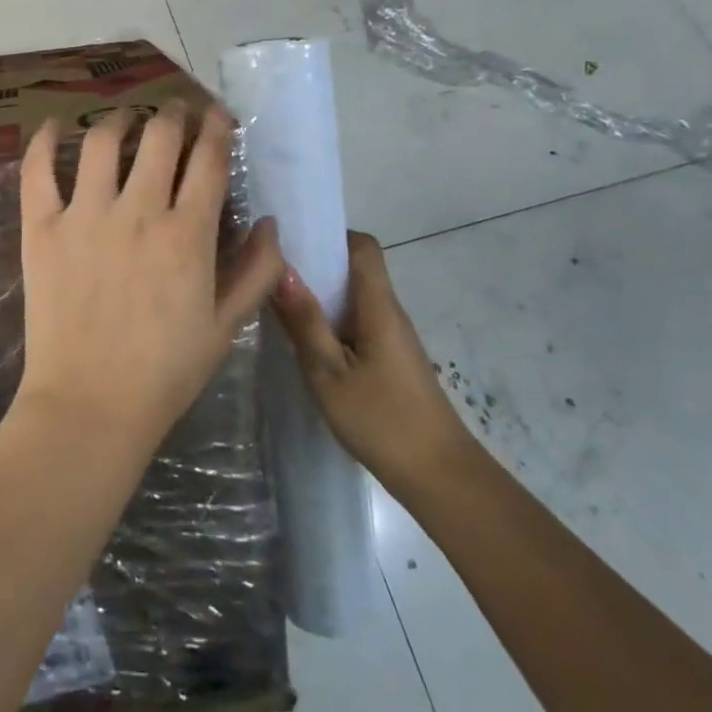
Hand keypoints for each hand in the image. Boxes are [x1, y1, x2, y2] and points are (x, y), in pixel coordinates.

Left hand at [16, 101, 284, 459]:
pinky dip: (44, 139)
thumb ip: (255, 271)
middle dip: (173, 114)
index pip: (207, 160)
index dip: (217, 128)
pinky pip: (38, 170)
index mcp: (187, 234)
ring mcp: (85, 215)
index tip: (218, 116)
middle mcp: (138, 211)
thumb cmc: (165, 372)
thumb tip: (269, 223)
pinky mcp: (42, 228)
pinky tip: (56, 123)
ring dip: (119, 119)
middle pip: (159, 136)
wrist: (90, 404)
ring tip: (125, 118)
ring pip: (102, 141)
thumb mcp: (225, 326)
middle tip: (175, 113)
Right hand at [272, 231, 474, 492]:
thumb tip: (281, 268)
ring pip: (355, 298)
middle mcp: (389, 313)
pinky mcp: (391, 360)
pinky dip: (331, 320)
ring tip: (280, 301)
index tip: (293, 240)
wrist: (440, 477)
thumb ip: (305, 321)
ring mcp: (393, 338)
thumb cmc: (383, 421)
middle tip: (272, 270)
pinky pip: (357, 323)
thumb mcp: (330, 373)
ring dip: (321, 294)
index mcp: (378, 307)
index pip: (363, 247)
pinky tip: (305, 340)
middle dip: (317, 263)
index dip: (331, 234)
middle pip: (357, 269)